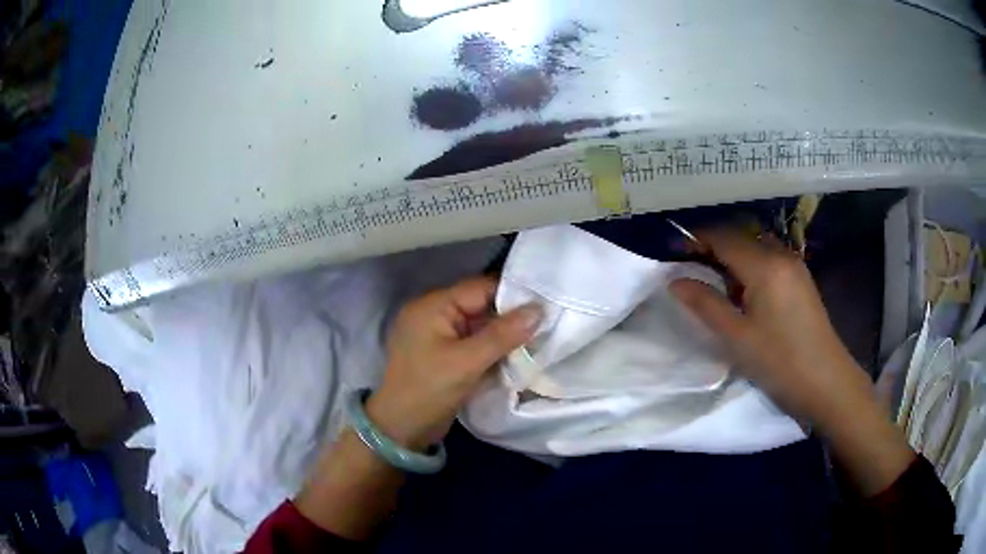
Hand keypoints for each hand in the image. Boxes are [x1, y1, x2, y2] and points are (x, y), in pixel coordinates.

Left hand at [366, 277, 541, 449]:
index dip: (513, 294)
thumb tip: (540, 310)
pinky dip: (493, 347)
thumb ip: (503, 335)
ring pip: (480, 325)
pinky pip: (474, 342)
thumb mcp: (466, 362)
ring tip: (540, 337)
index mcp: (433, 306)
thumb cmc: (428, 391)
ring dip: (504, 333)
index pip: (479, 288)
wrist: (401, 430)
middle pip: (481, 305)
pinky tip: (518, 353)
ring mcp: (439, 335)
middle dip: (511, 315)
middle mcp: (434, 314)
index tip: (547, 302)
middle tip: (548, 322)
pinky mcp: (445, 354)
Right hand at [668, 229, 873, 430]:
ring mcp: (795, 266)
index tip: (672, 252)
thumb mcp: (737, 338)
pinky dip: (750, 265)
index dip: (695, 240)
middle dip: (712, 246)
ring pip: (756, 246)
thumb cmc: (780, 363)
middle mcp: (781, 255)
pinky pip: (770, 259)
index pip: (723, 237)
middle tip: (690, 268)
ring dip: (732, 256)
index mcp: (764, 265)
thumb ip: (705, 304)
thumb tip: (675, 281)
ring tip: (714, 282)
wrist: (827, 383)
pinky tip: (745, 291)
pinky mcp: (802, 280)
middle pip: (740, 236)